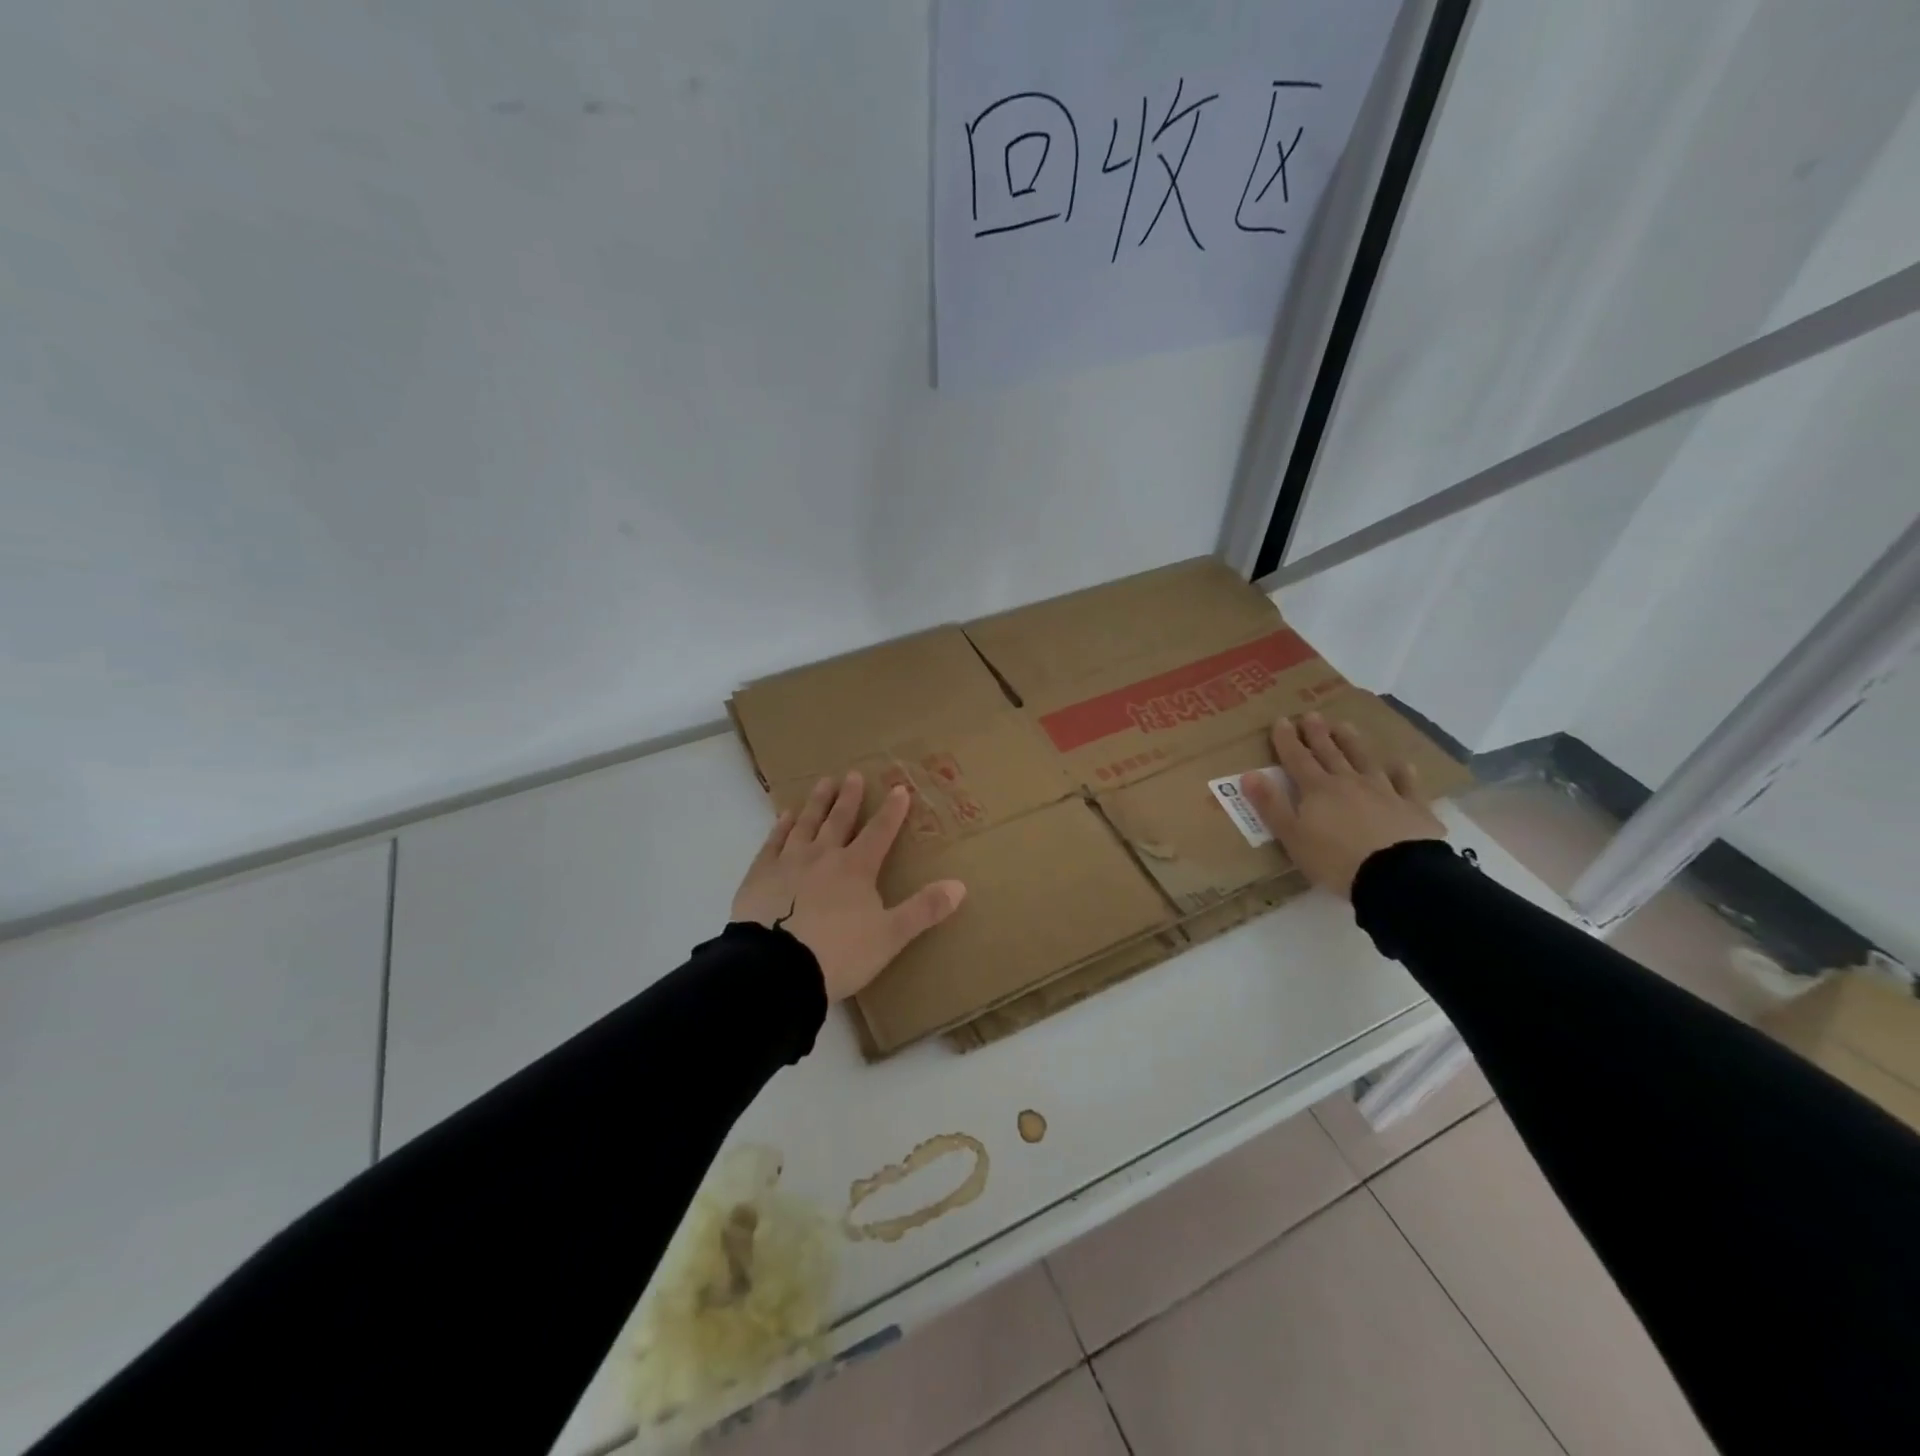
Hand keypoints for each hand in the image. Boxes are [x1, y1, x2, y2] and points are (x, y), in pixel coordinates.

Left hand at [731, 770, 967, 1002]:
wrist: (776, 969)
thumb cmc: (839, 953)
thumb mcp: (890, 936)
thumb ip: (924, 910)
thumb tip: (960, 885)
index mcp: (856, 868)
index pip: (879, 832)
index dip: (892, 811)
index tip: (899, 788)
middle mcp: (823, 856)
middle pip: (839, 820)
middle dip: (849, 798)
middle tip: (853, 775)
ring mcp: (788, 862)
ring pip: (806, 824)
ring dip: (817, 803)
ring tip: (823, 783)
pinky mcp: (760, 876)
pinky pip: (773, 842)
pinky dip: (781, 827)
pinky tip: (784, 816)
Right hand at [1240, 712, 1444, 899]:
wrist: (1396, 876)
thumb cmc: (1335, 859)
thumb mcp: (1292, 836)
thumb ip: (1271, 805)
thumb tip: (1249, 774)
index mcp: (1318, 790)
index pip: (1297, 759)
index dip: (1287, 740)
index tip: (1281, 721)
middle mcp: (1349, 782)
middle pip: (1331, 753)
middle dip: (1319, 734)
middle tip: (1312, 715)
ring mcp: (1384, 792)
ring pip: (1365, 760)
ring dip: (1353, 743)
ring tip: (1345, 726)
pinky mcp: (1412, 808)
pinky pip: (1406, 784)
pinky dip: (1403, 773)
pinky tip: (1402, 764)